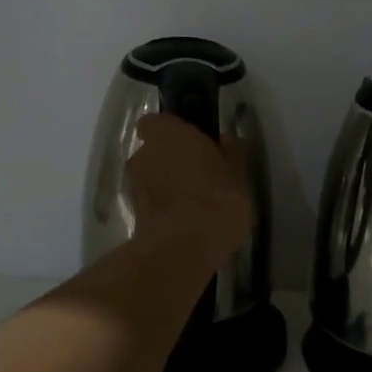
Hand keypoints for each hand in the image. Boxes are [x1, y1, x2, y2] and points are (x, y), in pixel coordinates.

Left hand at [128, 113, 253, 266]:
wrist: (184, 249)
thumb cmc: (216, 199)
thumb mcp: (238, 174)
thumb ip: (232, 152)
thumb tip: (227, 140)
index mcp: (168, 134)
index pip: (156, 122)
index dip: (171, 131)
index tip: (192, 143)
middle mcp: (143, 154)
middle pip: (152, 151)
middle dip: (170, 160)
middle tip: (197, 175)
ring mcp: (134, 186)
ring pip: (149, 178)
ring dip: (165, 186)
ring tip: (192, 204)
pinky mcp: (133, 215)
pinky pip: (150, 202)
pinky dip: (162, 208)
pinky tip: (185, 222)